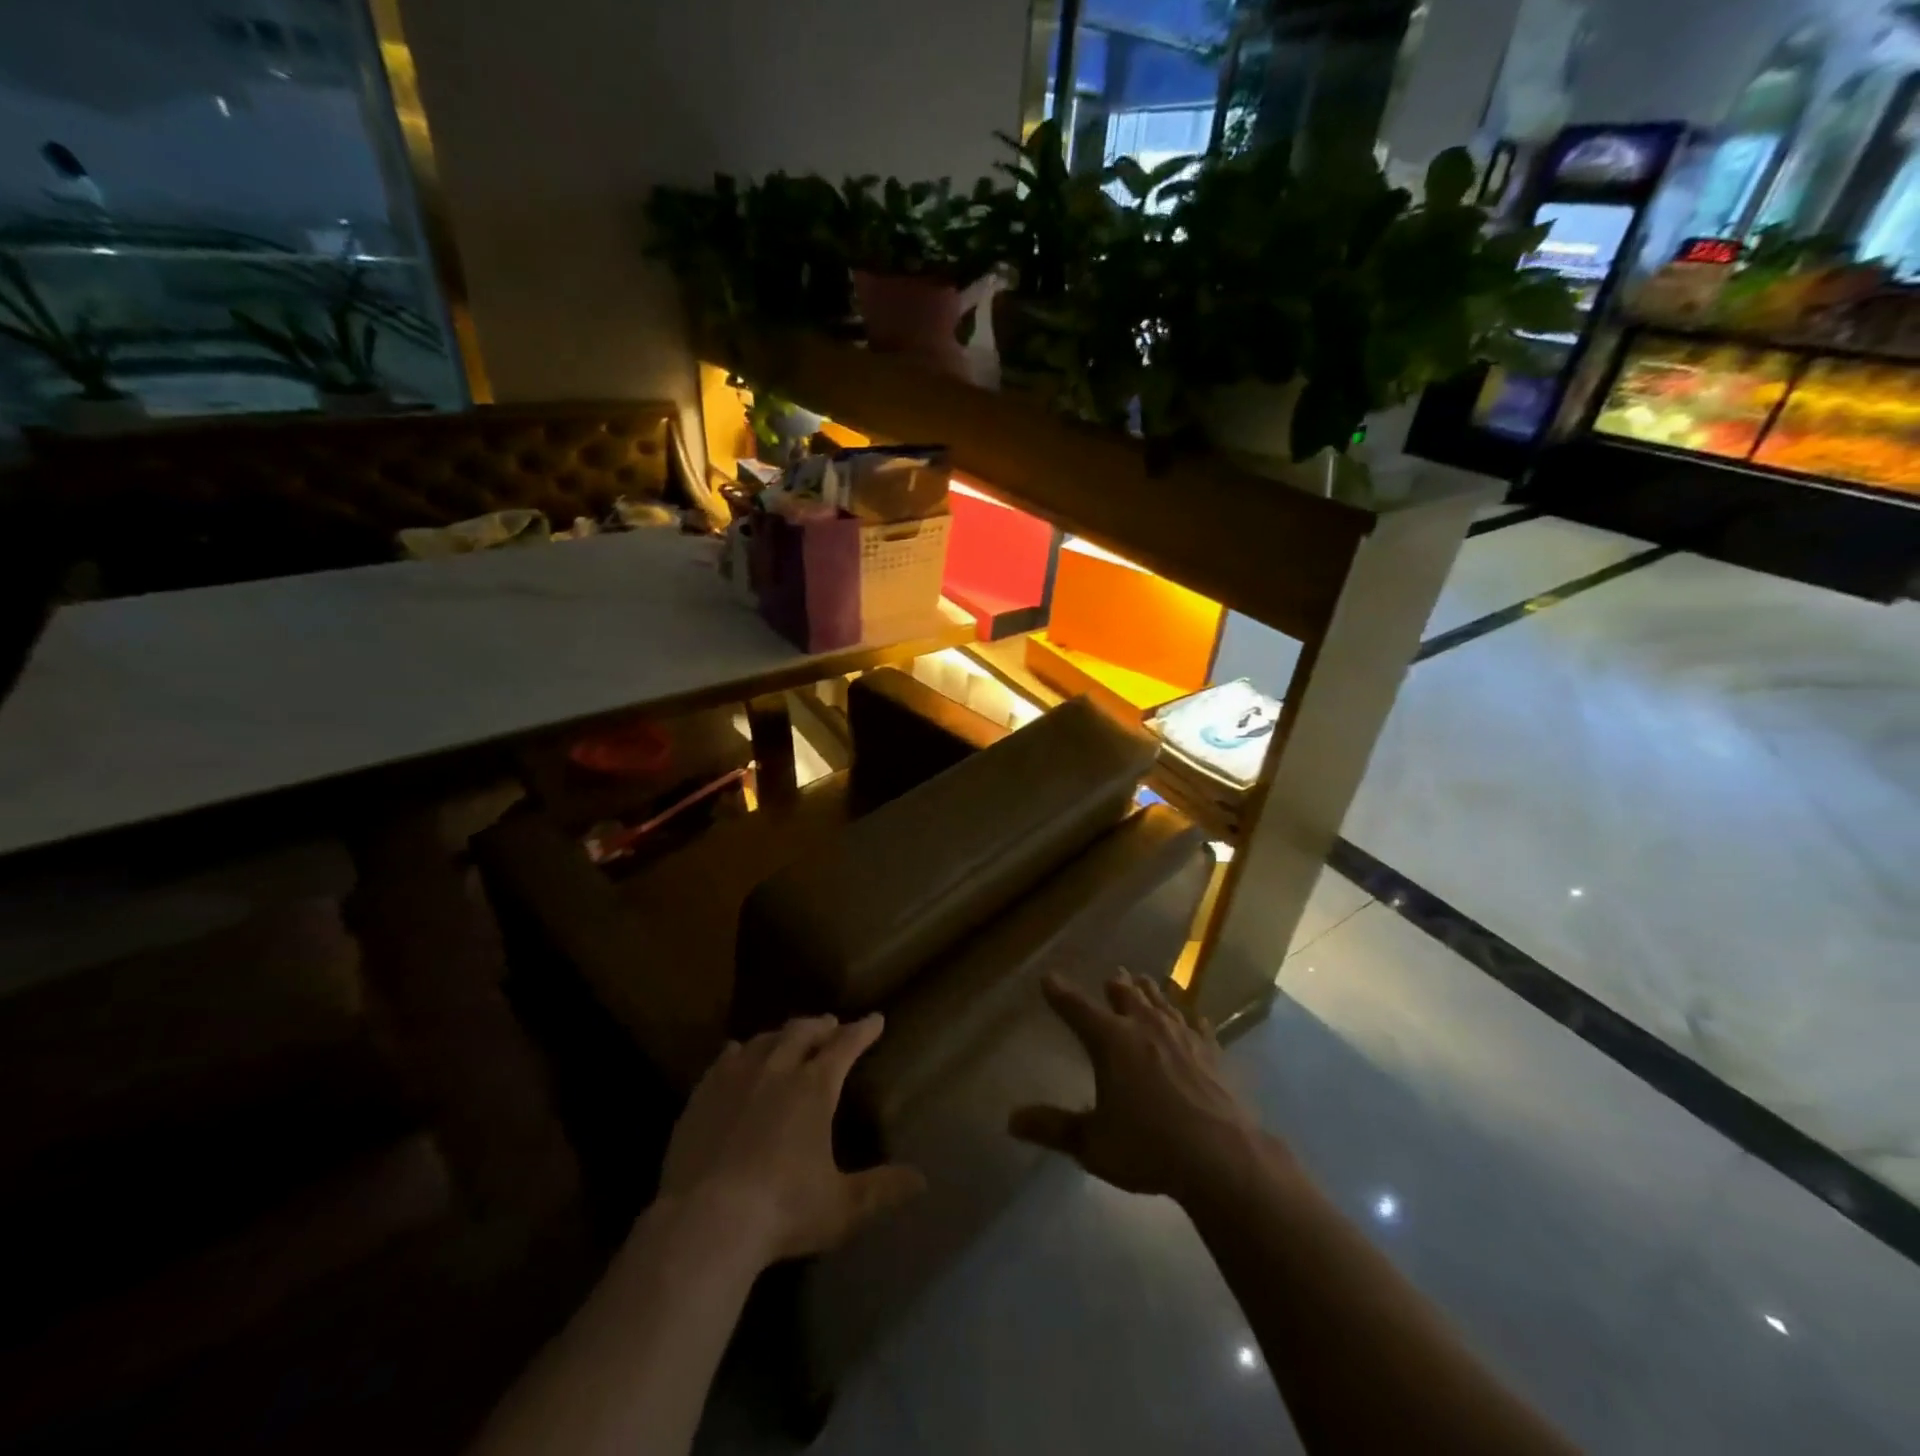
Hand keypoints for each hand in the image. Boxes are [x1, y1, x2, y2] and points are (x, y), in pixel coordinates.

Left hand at [658, 1013, 925, 1265]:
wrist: (704, 1222)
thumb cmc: (782, 1211)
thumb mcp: (842, 1208)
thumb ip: (881, 1190)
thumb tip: (922, 1180)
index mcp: (814, 1088)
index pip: (845, 1045)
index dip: (863, 1030)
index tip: (875, 1019)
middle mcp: (777, 1069)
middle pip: (803, 1032)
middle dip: (822, 1026)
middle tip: (832, 1025)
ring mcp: (736, 1078)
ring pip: (765, 1039)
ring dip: (783, 1034)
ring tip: (789, 1037)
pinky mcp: (703, 1094)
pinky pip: (725, 1058)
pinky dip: (741, 1051)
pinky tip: (738, 1054)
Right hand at [1010, 972, 1261, 1204]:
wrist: (1220, 1156)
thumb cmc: (1148, 1147)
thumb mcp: (1092, 1144)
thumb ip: (1053, 1129)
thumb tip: (1011, 1121)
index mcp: (1110, 1041)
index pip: (1077, 1008)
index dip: (1060, 993)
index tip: (1048, 978)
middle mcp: (1144, 1027)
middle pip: (1125, 995)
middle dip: (1114, 985)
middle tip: (1111, 976)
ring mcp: (1181, 1036)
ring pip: (1161, 1002)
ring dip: (1149, 992)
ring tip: (1144, 981)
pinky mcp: (1210, 1052)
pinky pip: (1197, 1026)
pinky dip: (1190, 1019)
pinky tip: (1195, 1018)